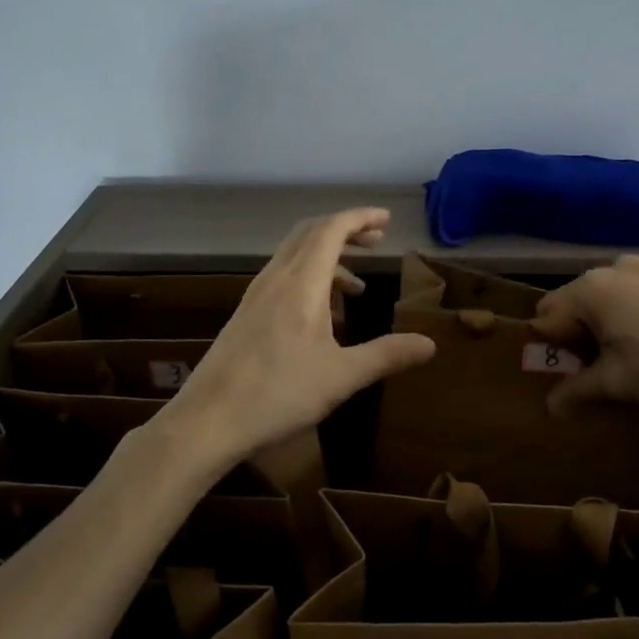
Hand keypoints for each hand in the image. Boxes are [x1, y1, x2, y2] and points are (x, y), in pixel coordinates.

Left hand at [160, 208, 435, 472]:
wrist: (208, 421)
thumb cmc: (279, 394)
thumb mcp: (342, 376)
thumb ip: (387, 355)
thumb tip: (430, 344)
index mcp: (301, 282)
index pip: (332, 229)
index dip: (360, 217)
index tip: (386, 219)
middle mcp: (276, 278)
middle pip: (311, 233)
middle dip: (346, 230)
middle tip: (376, 241)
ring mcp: (256, 295)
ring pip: (295, 255)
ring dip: (328, 256)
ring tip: (357, 286)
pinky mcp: (246, 314)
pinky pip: (283, 276)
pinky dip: (309, 277)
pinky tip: (321, 314)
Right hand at [532, 255, 638, 416]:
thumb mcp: (617, 383)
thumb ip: (578, 391)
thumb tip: (551, 407)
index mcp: (591, 290)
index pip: (548, 313)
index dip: (553, 341)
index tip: (570, 364)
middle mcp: (617, 267)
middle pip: (585, 297)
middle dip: (588, 325)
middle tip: (607, 357)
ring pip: (624, 287)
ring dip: (624, 310)